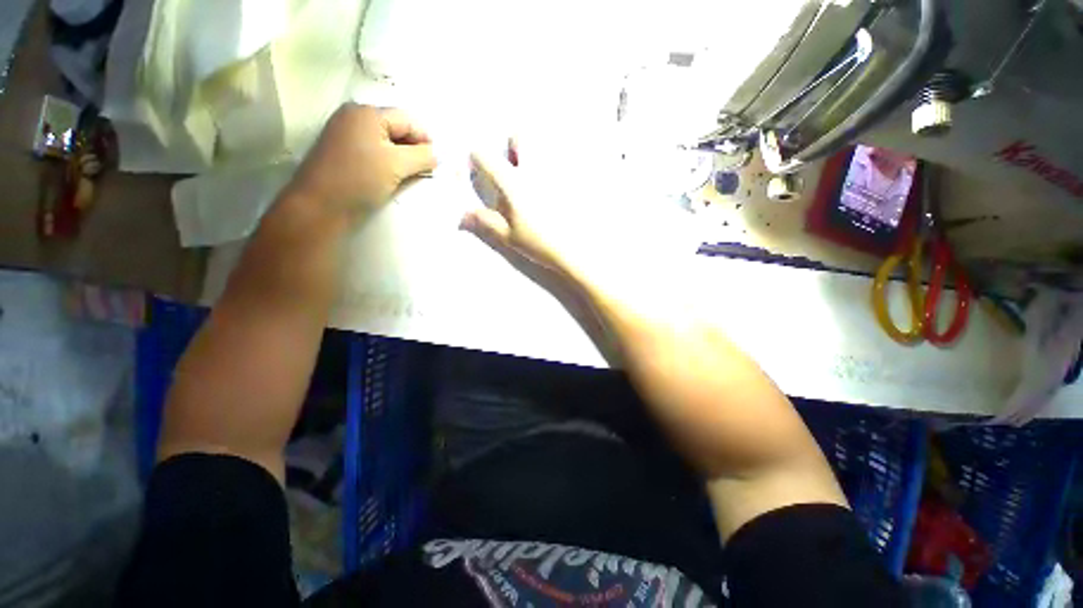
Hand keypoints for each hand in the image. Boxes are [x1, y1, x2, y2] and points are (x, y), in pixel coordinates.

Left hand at [291, 104, 436, 217]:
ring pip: (385, 141)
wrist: (320, 205)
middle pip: (396, 128)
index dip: (426, 139)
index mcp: (367, 113)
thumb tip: (438, 154)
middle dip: (414, 148)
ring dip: (402, 157)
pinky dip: (387, 161)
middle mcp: (354, 117)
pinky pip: (373, 151)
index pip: (407, 120)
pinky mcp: (342, 152)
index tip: (438, 162)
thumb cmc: (360, 179)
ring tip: (410, 175)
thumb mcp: (397, 165)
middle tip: (426, 170)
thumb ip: (422, 156)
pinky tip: (392, 176)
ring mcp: (345, 134)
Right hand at [462, 140, 579, 278]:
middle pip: (520, 137)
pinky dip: (554, 169)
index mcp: (512, 182)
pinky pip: (561, 164)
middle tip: (512, 164)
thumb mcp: (507, 235)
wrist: (574, 250)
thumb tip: (463, 215)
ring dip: (534, 154)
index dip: (477, 158)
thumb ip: (485, 221)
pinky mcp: (571, 180)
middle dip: (512, 145)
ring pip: (542, 148)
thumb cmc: (537, 242)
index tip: (478, 167)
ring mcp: (554, 172)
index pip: (486, 156)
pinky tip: (554, 190)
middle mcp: (533, 169)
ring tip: (534, 178)